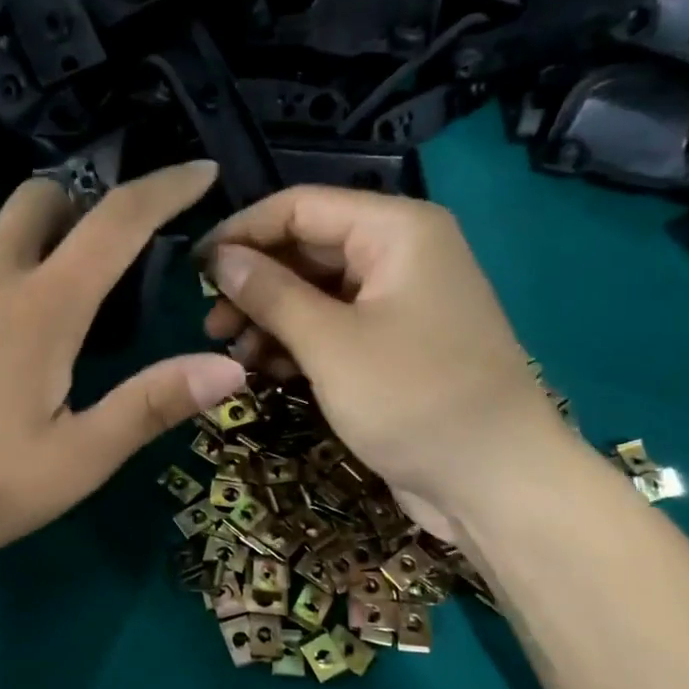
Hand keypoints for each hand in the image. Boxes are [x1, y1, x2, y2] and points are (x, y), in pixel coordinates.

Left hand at [0, 161, 247, 572]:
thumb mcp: (79, 458)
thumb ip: (152, 404)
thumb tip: (229, 368)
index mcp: (44, 306)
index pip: (117, 220)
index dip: (165, 188)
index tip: (198, 172)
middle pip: (45, 197)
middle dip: (83, 211)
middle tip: (99, 266)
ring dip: (30, 242)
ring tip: (37, 301)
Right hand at [198, 187, 572, 523]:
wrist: (494, 481)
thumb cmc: (412, 399)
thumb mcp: (329, 343)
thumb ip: (270, 293)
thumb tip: (219, 258)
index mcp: (395, 230)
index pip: (300, 206)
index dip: (242, 233)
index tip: (193, 270)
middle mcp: (399, 252)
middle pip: (306, 247)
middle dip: (254, 283)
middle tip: (211, 326)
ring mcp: (398, 299)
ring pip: (314, 290)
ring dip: (270, 317)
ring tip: (235, 355)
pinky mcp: (393, 341)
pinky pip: (333, 324)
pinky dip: (297, 341)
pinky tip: (267, 369)